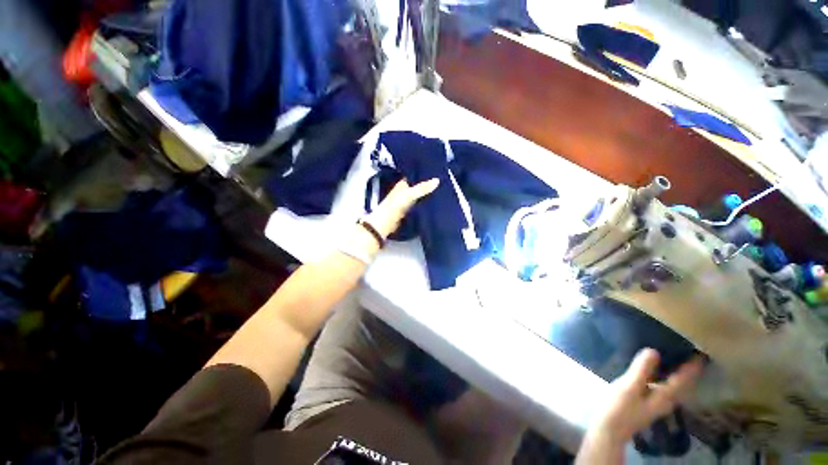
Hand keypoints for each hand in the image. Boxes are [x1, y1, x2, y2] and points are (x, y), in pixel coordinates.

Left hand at [364, 178, 439, 237]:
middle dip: (428, 185)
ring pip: (420, 196)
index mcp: (403, 184)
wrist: (386, 223)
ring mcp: (407, 201)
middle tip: (443, 182)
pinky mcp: (409, 211)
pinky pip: (420, 205)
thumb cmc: (395, 205)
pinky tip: (435, 203)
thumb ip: (422, 188)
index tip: (438, 172)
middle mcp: (405, 191)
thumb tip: (437, 180)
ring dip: (428, 195)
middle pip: (419, 187)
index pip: (415, 176)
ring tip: (442, 191)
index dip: (425, 174)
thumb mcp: (409, 194)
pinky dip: (426, 204)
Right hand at [576, 349, 703, 463]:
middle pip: (682, 385)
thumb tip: (654, 350)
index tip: (700, 354)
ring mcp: (656, 404)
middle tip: (691, 355)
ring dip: (678, 375)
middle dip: (688, 372)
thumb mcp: (629, 388)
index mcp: (664, 396)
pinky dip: (665, 379)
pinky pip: (663, 388)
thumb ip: (641, 370)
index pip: (683, 380)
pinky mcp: (647, 403)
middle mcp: (665, 401)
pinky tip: (657, 373)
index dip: (691, 367)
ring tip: (677, 361)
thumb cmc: (619, 408)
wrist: (608, 429)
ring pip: (674, 388)